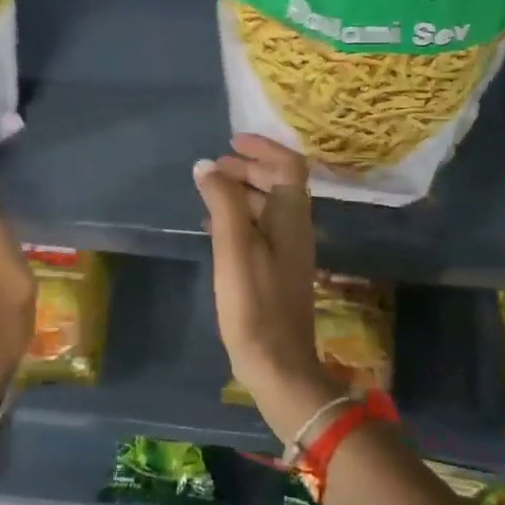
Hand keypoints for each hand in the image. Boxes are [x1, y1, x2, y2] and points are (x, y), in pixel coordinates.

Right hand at [192, 135, 335, 440]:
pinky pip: (260, 230)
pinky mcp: (277, 272)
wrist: (277, 363)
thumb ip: (223, 201)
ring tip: (208, 191)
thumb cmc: (254, 301)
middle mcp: (296, 228)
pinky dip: (240, 218)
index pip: (288, 166)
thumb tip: (208, 165)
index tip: (231, 141)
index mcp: (292, 216)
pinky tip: (214, 228)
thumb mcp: (234, 245)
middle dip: (249, 168)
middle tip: (214, 166)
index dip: (263, 148)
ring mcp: (289, 252)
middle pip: (279, 184)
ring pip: (269, 207)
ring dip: (242, 192)